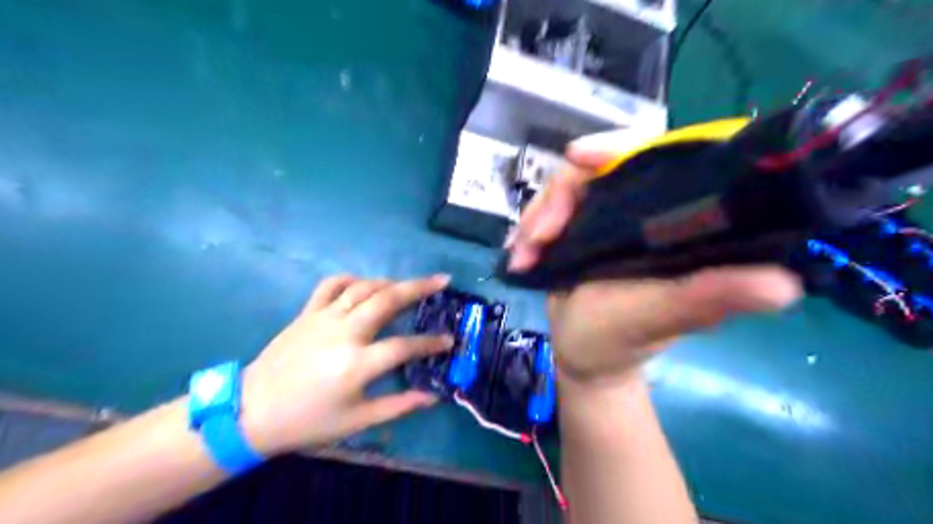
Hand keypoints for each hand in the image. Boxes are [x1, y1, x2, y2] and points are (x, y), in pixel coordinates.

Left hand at [238, 275, 448, 453]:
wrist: (252, 411)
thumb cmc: (308, 420)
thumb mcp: (356, 421)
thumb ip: (398, 406)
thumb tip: (432, 397)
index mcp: (357, 364)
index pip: (404, 346)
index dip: (431, 343)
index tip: (449, 340)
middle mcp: (344, 333)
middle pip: (387, 300)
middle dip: (419, 287)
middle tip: (442, 280)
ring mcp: (324, 318)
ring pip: (364, 288)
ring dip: (391, 281)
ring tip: (410, 284)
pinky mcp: (307, 312)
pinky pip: (332, 285)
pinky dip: (352, 279)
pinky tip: (364, 284)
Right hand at [504, 127, 800, 388]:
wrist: (581, 357)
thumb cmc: (622, 341)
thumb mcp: (659, 318)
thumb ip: (707, 298)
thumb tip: (785, 285)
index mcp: (671, 220)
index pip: (656, 159)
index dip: (620, 146)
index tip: (580, 157)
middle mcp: (638, 211)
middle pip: (596, 170)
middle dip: (559, 197)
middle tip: (538, 235)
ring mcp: (602, 218)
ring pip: (563, 190)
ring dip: (536, 218)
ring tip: (523, 255)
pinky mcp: (574, 230)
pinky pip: (545, 212)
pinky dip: (527, 229)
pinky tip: (517, 254)